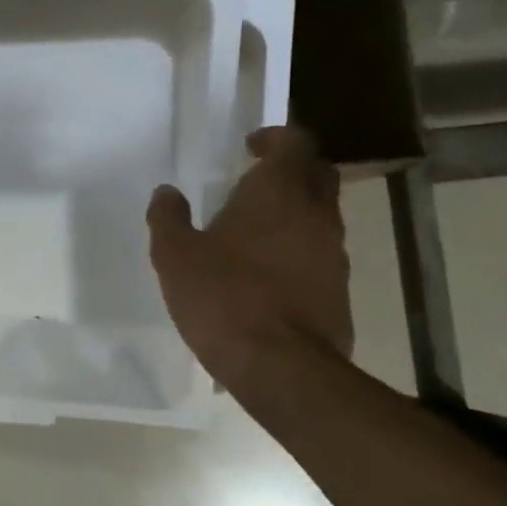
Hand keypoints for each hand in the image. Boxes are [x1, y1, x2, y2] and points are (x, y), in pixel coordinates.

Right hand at [146, 126, 352, 401]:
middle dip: (291, 170)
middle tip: (256, 181)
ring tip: (255, 232)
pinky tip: (267, 274)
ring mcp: (334, 252)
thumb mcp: (175, 256)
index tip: (250, 147)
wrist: (282, 367)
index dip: (275, 138)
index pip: (295, 142)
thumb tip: (166, 192)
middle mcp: (316, 213)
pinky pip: (321, 254)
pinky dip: (298, 251)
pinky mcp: (340, 289)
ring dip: (294, 213)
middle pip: (317, 174)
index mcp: (278, 192)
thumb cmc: (223, 297)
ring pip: (321, 215)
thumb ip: (168, 218)